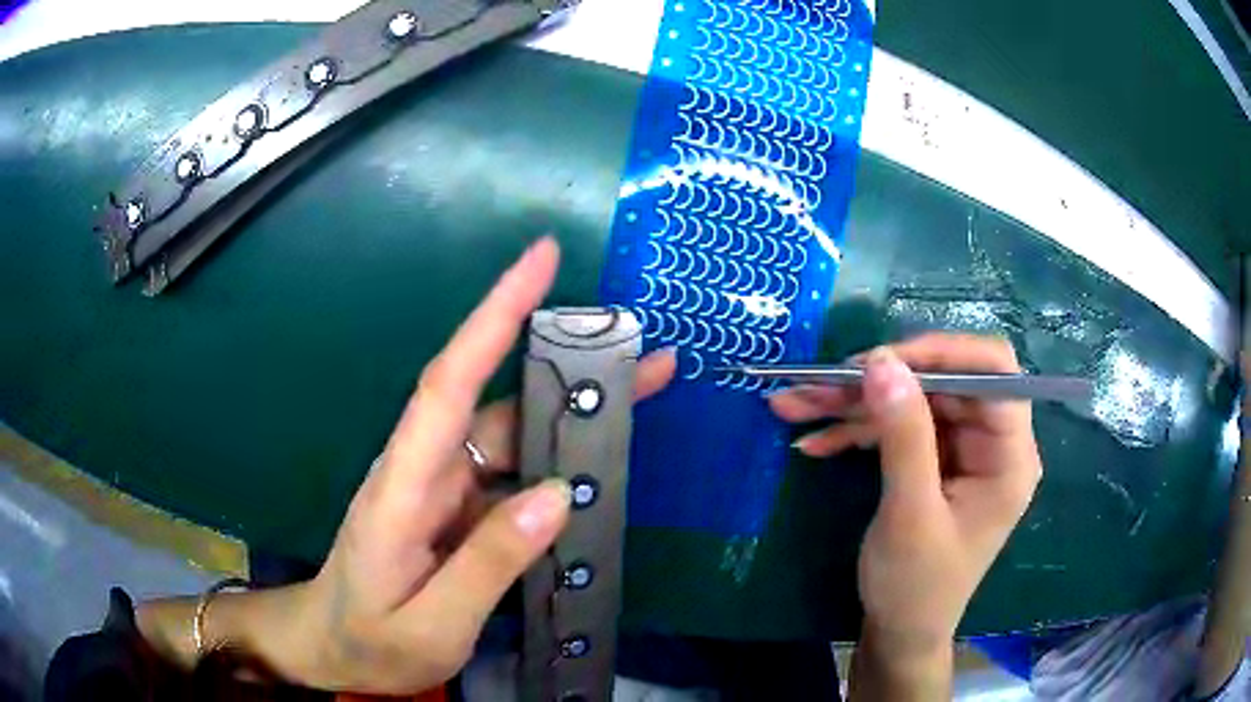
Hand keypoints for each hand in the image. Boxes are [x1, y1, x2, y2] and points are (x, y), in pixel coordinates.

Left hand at [222, 238, 674, 693]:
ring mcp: (443, 490)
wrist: (332, 649)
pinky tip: (599, 465)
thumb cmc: (369, 640)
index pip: (448, 382)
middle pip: (496, 402)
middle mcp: (425, 471)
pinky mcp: (459, 510)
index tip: (541, 260)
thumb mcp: (431, 624)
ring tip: (641, 393)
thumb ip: (489, 563)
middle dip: (565, 366)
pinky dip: (558, 462)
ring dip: (572, 414)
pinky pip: (515, 476)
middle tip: (641, 350)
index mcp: (402, 488)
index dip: (493, 316)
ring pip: (512, 436)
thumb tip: (556, 492)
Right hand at [769, 334, 1040, 696]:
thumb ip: (903, 435)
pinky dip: (856, 431)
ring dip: (855, 404)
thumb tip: (882, 361)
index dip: (942, 354)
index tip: (881, 361)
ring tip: (794, 404)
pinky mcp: (933, 462)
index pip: (993, 372)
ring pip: (912, 401)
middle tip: (821, 383)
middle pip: (943, 382)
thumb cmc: (916, 587)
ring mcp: (960, 451)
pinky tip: (814, 440)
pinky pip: (897, 428)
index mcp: (1009, 455)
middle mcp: (990, 443)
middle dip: (881, 381)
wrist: (898, 634)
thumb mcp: (909, 514)